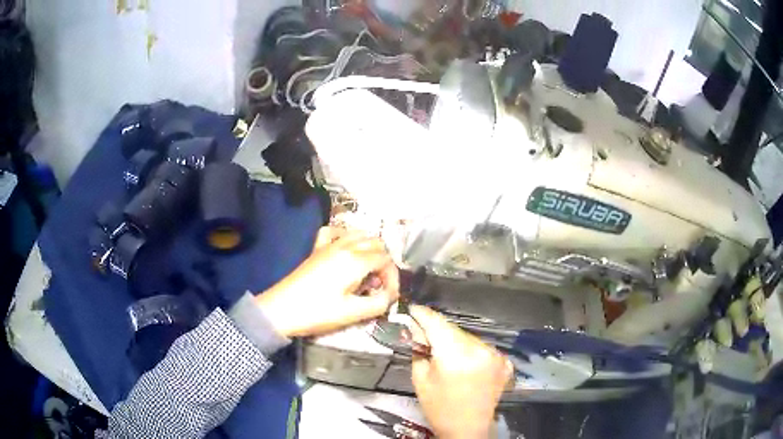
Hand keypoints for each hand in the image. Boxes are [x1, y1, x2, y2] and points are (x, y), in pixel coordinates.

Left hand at [255, 227, 399, 337]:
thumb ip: (379, 303)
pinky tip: (346, 251)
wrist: (280, 310)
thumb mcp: (352, 313)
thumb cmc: (317, 312)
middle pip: (376, 243)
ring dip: (370, 250)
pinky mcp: (316, 249)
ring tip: (366, 272)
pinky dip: (346, 237)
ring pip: (359, 234)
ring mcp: (328, 245)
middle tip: (377, 286)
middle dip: (383, 263)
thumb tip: (389, 295)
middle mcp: (344, 246)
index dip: (393, 277)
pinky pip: (336, 232)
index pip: (386, 260)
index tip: (389, 296)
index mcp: (355, 261)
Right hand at [409, 305, 512, 438]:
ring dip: (456, 340)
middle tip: (424, 335)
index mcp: (456, 355)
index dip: (423, 314)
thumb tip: (416, 329)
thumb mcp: (421, 379)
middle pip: (454, 330)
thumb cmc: (439, 407)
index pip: (437, 323)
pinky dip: (472, 351)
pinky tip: (464, 363)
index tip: (412, 309)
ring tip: (445, 354)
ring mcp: (496, 355)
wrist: (468, 429)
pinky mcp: (504, 362)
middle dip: (438, 330)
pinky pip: (482, 348)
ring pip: (469, 338)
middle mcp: (480, 349)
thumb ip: (419, 350)